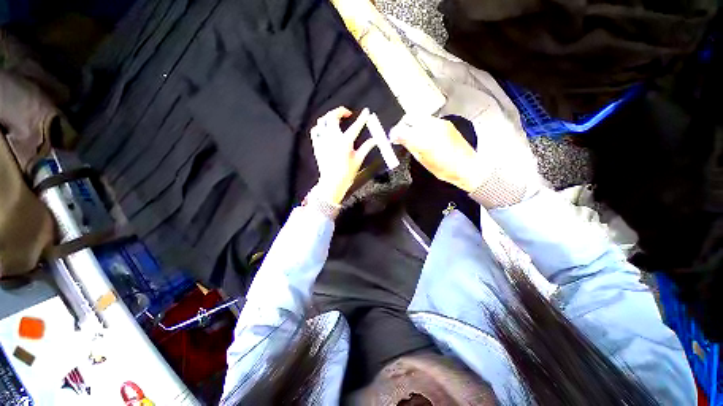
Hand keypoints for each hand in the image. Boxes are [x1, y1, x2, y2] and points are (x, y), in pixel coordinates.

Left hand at [309, 107, 374, 204]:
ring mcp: (323, 140)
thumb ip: (366, 147)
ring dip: (329, 118)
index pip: (355, 126)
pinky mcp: (317, 145)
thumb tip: (375, 140)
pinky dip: (320, 127)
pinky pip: (315, 131)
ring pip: (322, 121)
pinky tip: (325, 130)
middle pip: (333, 116)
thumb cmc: (346, 173)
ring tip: (336, 121)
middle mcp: (332, 138)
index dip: (362, 118)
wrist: (332, 183)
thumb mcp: (358, 160)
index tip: (366, 112)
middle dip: (340, 111)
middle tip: (347, 114)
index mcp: (345, 142)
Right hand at [389, 115, 487, 191]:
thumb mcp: (422, 160)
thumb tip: (398, 137)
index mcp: (424, 140)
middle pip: (410, 117)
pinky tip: (424, 135)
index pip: (402, 129)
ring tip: (412, 136)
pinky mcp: (446, 123)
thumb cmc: (444, 169)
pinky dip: (422, 125)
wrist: (468, 167)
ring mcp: (440, 123)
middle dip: (402, 125)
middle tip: (400, 135)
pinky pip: (429, 120)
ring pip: (420, 117)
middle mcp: (432, 127)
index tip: (392, 138)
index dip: (394, 133)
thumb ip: (409, 145)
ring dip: (412, 124)